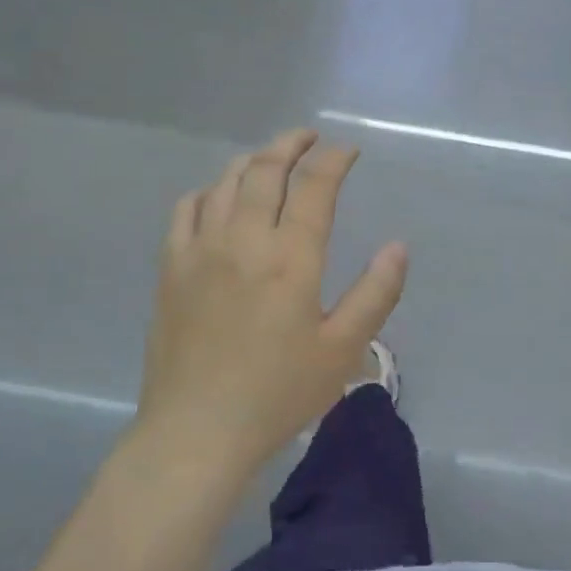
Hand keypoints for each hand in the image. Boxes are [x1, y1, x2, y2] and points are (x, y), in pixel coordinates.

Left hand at [137, 130, 407, 479]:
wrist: (196, 432)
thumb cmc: (277, 393)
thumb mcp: (342, 349)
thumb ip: (376, 293)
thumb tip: (398, 246)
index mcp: (290, 257)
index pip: (314, 186)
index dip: (334, 159)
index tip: (348, 150)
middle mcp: (244, 239)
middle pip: (265, 169)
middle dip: (291, 144)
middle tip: (309, 137)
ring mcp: (201, 250)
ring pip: (225, 181)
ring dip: (252, 160)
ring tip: (271, 158)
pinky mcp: (171, 268)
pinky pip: (186, 209)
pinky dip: (207, 190)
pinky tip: (218, 196)